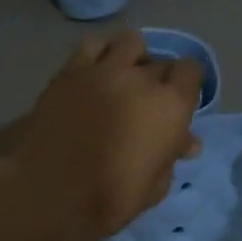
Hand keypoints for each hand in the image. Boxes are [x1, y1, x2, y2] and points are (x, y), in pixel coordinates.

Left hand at [10, 30, 204, 240]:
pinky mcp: (70, 71)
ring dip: (133, 57)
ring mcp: (103, 70)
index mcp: (170, 106)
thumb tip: (185, 141)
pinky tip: (96, 72)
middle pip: (161, 61)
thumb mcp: (154, 187)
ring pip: (129, 42)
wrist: (49, 192)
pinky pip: (92, 45)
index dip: (187, 85)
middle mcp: (141, 78)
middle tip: (149, 102)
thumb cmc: (109, 198)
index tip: (179, 103)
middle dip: (160, 79)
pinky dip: (100, 53)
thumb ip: (171, 156)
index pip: (192, 71)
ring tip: (124, 77)